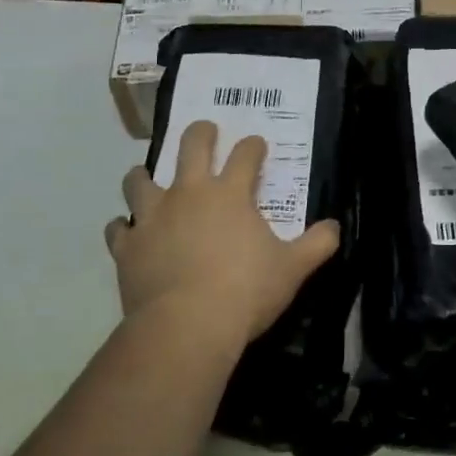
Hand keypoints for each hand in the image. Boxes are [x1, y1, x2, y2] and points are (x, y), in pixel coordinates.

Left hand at [106, 121, 340, 352]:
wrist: (187, 326)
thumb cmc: (245, 291)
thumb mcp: (292, 269)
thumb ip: (317, 244)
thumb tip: (336, 227)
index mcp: (230, 194)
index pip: (245, 155)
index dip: (253, 146)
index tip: (256, 145)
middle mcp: (189, 194)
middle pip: (191, 146)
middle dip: (200, 133)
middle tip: (204, 130)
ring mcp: (153, 217)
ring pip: (141, 181)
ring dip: (143, 175)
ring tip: (146, 176)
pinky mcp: (128, 246)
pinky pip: (119, 228)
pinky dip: (123, 228)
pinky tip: (127, 231)